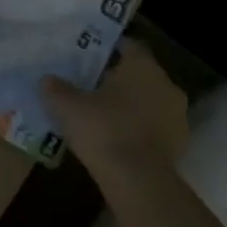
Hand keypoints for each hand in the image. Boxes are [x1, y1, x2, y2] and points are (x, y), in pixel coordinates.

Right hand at [42, 39, 187, 189]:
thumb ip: (56, 89)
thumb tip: (46, 80)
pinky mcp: (179, 143)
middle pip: (140, 74)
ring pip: (150, 100)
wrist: (138, 181)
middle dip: (119, 79)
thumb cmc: (104, 130)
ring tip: (104, 115)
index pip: (129, 45)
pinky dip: (140, 128)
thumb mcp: (68, 107)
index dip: (109, 49)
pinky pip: (155, 126)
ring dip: (132, 105)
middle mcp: (165, 83)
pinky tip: (119, 139)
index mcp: (142, 66)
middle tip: (92, 87)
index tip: (90, 57)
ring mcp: (177, 115)